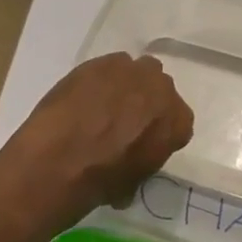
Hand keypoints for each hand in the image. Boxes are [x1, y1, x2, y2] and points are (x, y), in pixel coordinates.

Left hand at [3, 53, 193, 225]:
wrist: (62, 158)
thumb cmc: (104, 178)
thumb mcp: (136, 180)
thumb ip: (145, 159)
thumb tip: (130, 161)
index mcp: (179, 121)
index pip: (177, 122)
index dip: (159, 130)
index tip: (143, 140)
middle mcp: (163, 89)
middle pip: (159, 90)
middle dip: (145, 102)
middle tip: (123, 120)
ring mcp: (133, 70)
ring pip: (135, 72)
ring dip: (124, 85)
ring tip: (100, 106)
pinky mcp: (101, 61)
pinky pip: (108, 67)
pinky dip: (99, 80)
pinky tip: (83, 98)